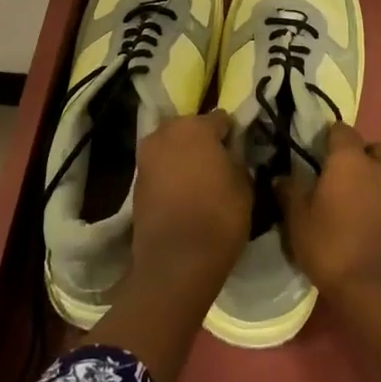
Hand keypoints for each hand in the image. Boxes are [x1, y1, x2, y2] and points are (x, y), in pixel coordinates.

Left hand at [130, 109, 250, 280]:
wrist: (175, 262)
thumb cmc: (219, 217)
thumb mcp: (244, 185)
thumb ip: (236, 160)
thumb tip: (230, 156)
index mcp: (196, 126)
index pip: (221, 118)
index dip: (232, 133)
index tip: (239, 150)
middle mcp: (166, 133)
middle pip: (190, 128)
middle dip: (203, 141)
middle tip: (219, 163)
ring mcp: (147, 156)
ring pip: (172, 146)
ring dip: (184, 156)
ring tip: (201, 180)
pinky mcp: (136, 180)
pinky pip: (160, 167)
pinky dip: (171, 174)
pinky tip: (184, 193)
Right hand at [273, 124, 380, 304]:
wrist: (378, 292)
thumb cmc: (331, 246)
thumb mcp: (298, 220)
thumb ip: (290, 191)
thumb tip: (283, 177)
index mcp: (351, 159)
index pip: (341, 130)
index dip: (327, 139)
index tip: (313, 154)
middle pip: (373, 148)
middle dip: (359, 156)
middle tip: (338, 178)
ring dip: (374, 179)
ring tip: (353, 202)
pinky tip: (367, 223)